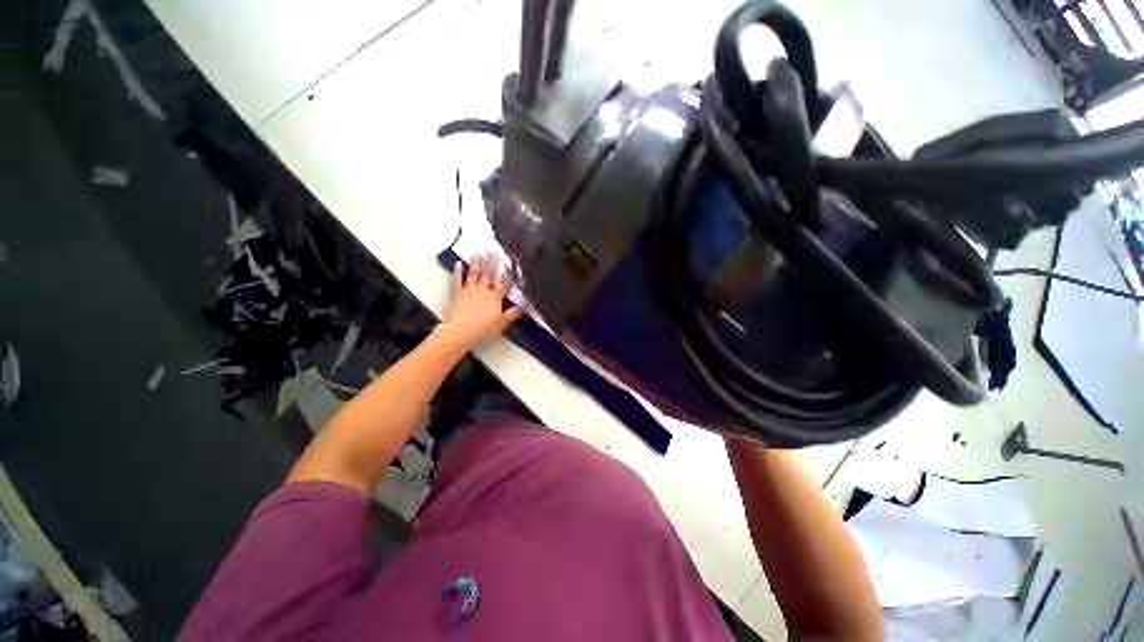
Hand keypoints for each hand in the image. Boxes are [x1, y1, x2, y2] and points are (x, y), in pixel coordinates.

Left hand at [441, 252, 527, 347]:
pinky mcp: (457, 294)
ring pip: (474, 274)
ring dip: (476, 263)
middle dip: (491, 262)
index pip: (503, 284)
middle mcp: (483, 290)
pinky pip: (457, 281)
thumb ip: (514, 312)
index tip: (508, 266)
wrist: (461, 331)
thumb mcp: (503, 322)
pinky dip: (457, 272)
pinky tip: (458, 263)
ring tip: (478, 252)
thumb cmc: (484, 328)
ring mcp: (469, 291)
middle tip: (492, 250)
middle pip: (488, 275)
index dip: (506, 276)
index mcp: (495, 297)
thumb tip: (527, 303)